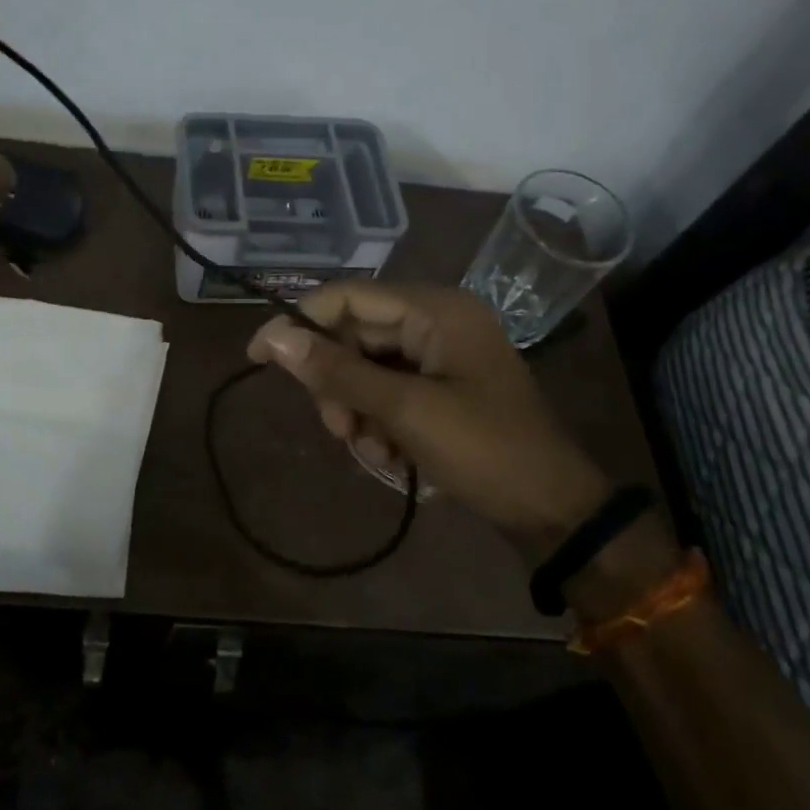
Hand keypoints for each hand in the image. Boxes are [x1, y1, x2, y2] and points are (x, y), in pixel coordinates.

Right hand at [247, 283, 612, 553]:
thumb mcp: (404, 410)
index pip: (348, 297)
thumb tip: (272, 336)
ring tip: (374, 452)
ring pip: (366, 369)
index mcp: (435, 310)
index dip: (299, 322)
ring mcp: (439, 355)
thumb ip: (337, 371)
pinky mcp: (440, 386)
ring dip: (358, 411)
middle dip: (339, 385)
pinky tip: (392, 457)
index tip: (257, 356)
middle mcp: (435, 321)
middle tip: (339, 429)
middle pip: (354, 336)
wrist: (552, 512)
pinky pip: (387, 391)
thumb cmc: (484, 450)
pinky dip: (379, 423)